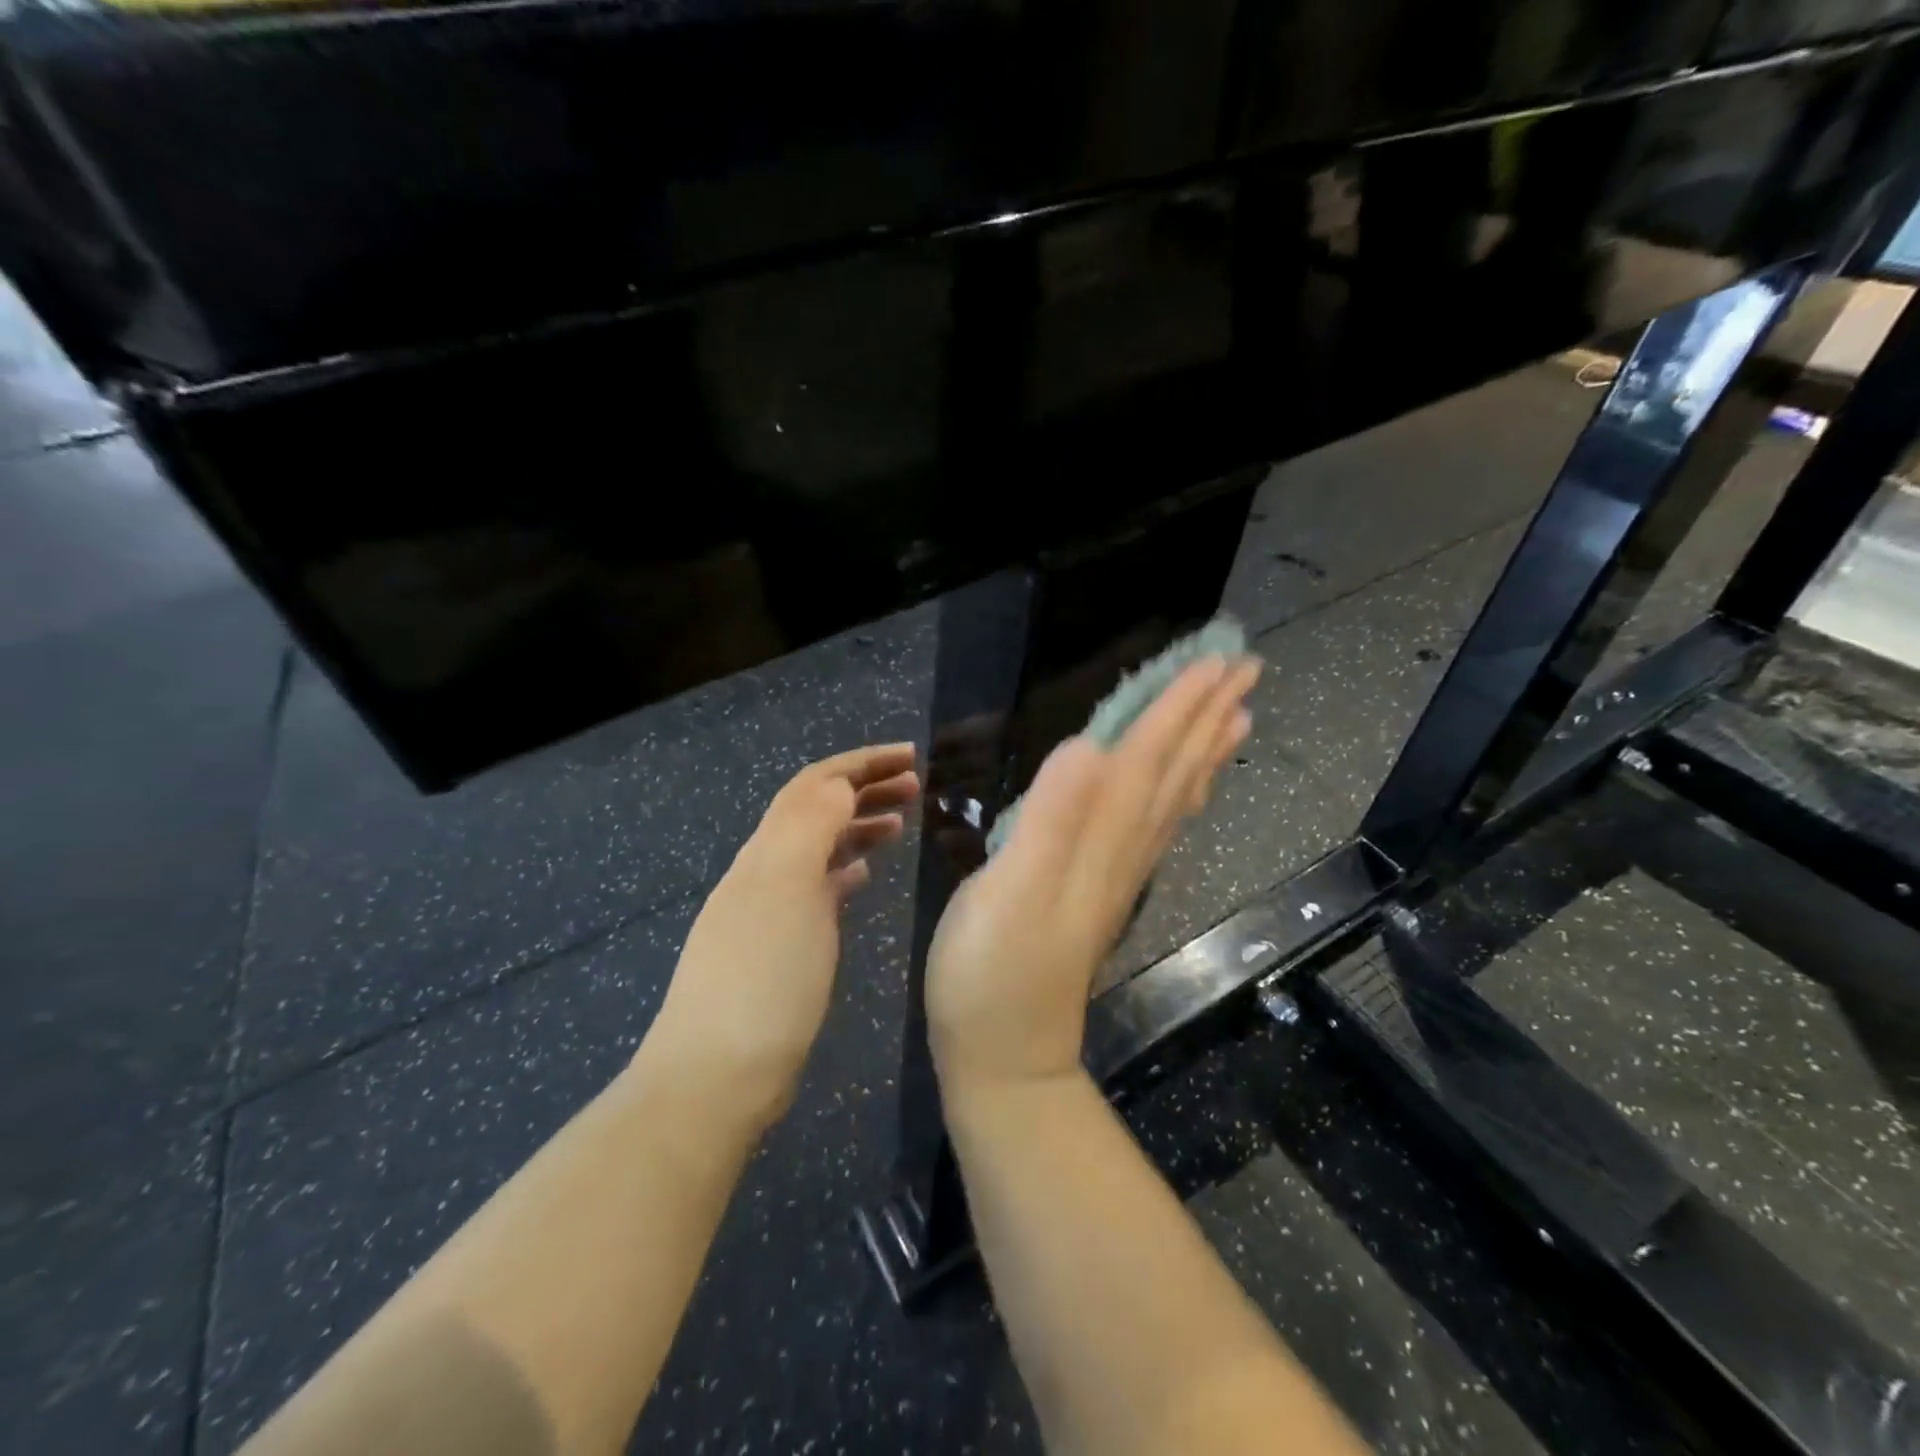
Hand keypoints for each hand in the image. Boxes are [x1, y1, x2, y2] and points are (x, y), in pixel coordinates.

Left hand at [645, 743, 919, 1131]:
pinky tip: (863, 875)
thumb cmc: (762, 979)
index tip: (911, 756)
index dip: (861, 762)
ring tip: (900, 822)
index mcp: (768, 851)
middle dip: (864, 786)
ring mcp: (768, 908)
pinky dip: (845, 867)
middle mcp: (764, 870)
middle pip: (815, 809)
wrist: (716, 1074)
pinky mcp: (779, 944)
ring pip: (818, 846)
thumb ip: (811, 827)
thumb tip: (840, 784)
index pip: (815, 784)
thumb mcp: (788, 891)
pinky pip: (816, 887)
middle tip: (916, 785)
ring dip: (857, 824)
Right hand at [926, 657, 1258, 1094]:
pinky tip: (1183, 790)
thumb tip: (1089, 748)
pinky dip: (1179, 797)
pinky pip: (1155, 829)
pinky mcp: (1100, 894)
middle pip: (1174, 772)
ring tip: (1237, 716)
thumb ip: (1049, 822)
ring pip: (1173, 800)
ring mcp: (1116, 875)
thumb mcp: (1009, 894)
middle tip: (1245, 668)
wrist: (1006, 1057)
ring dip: (1204, 753)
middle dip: (1208, 716)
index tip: (1217, 659)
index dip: (1179, 706)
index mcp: (1100, 839)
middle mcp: (1121, 851)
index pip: (1148, 758)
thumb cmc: (992, 974)